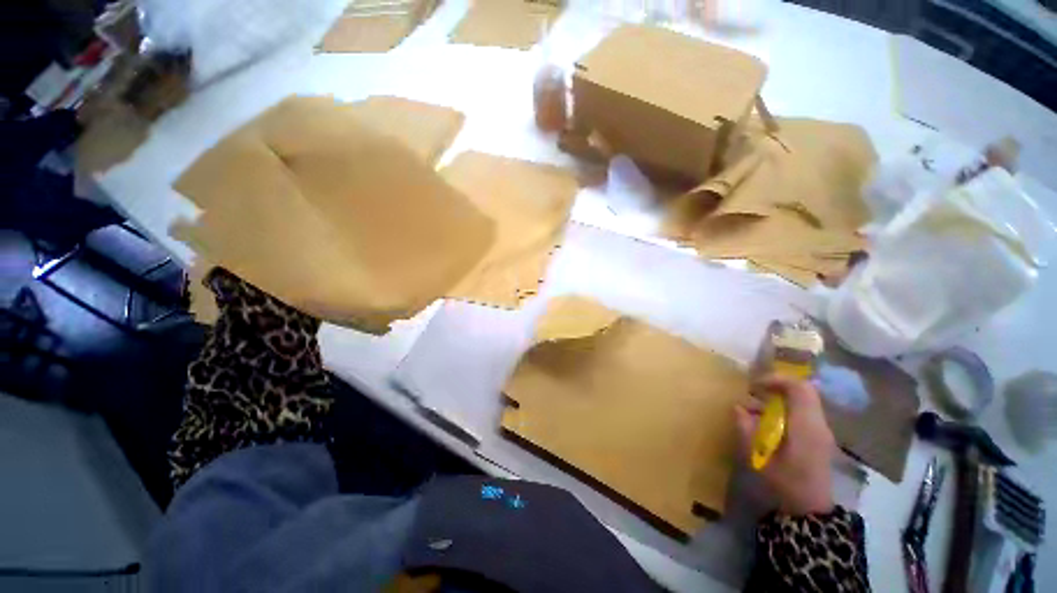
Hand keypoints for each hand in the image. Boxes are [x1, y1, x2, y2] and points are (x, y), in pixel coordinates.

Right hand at [736, 375, 836, 515]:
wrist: (810, 511)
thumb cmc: (784, 483)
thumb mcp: (758, 457)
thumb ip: (746, 429)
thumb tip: (738, 408)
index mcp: (806, 426)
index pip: (799, 388)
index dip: (776, 380)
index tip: (754, 386)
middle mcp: (818, 425)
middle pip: (804, 392)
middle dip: (777, 387)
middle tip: (754, 393)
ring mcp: (822, 432)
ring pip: (804, 401)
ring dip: (781, 399)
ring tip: (758, 410)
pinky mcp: (820, 439)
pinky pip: (804, 413)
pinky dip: (787, 410)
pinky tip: (770, 424)